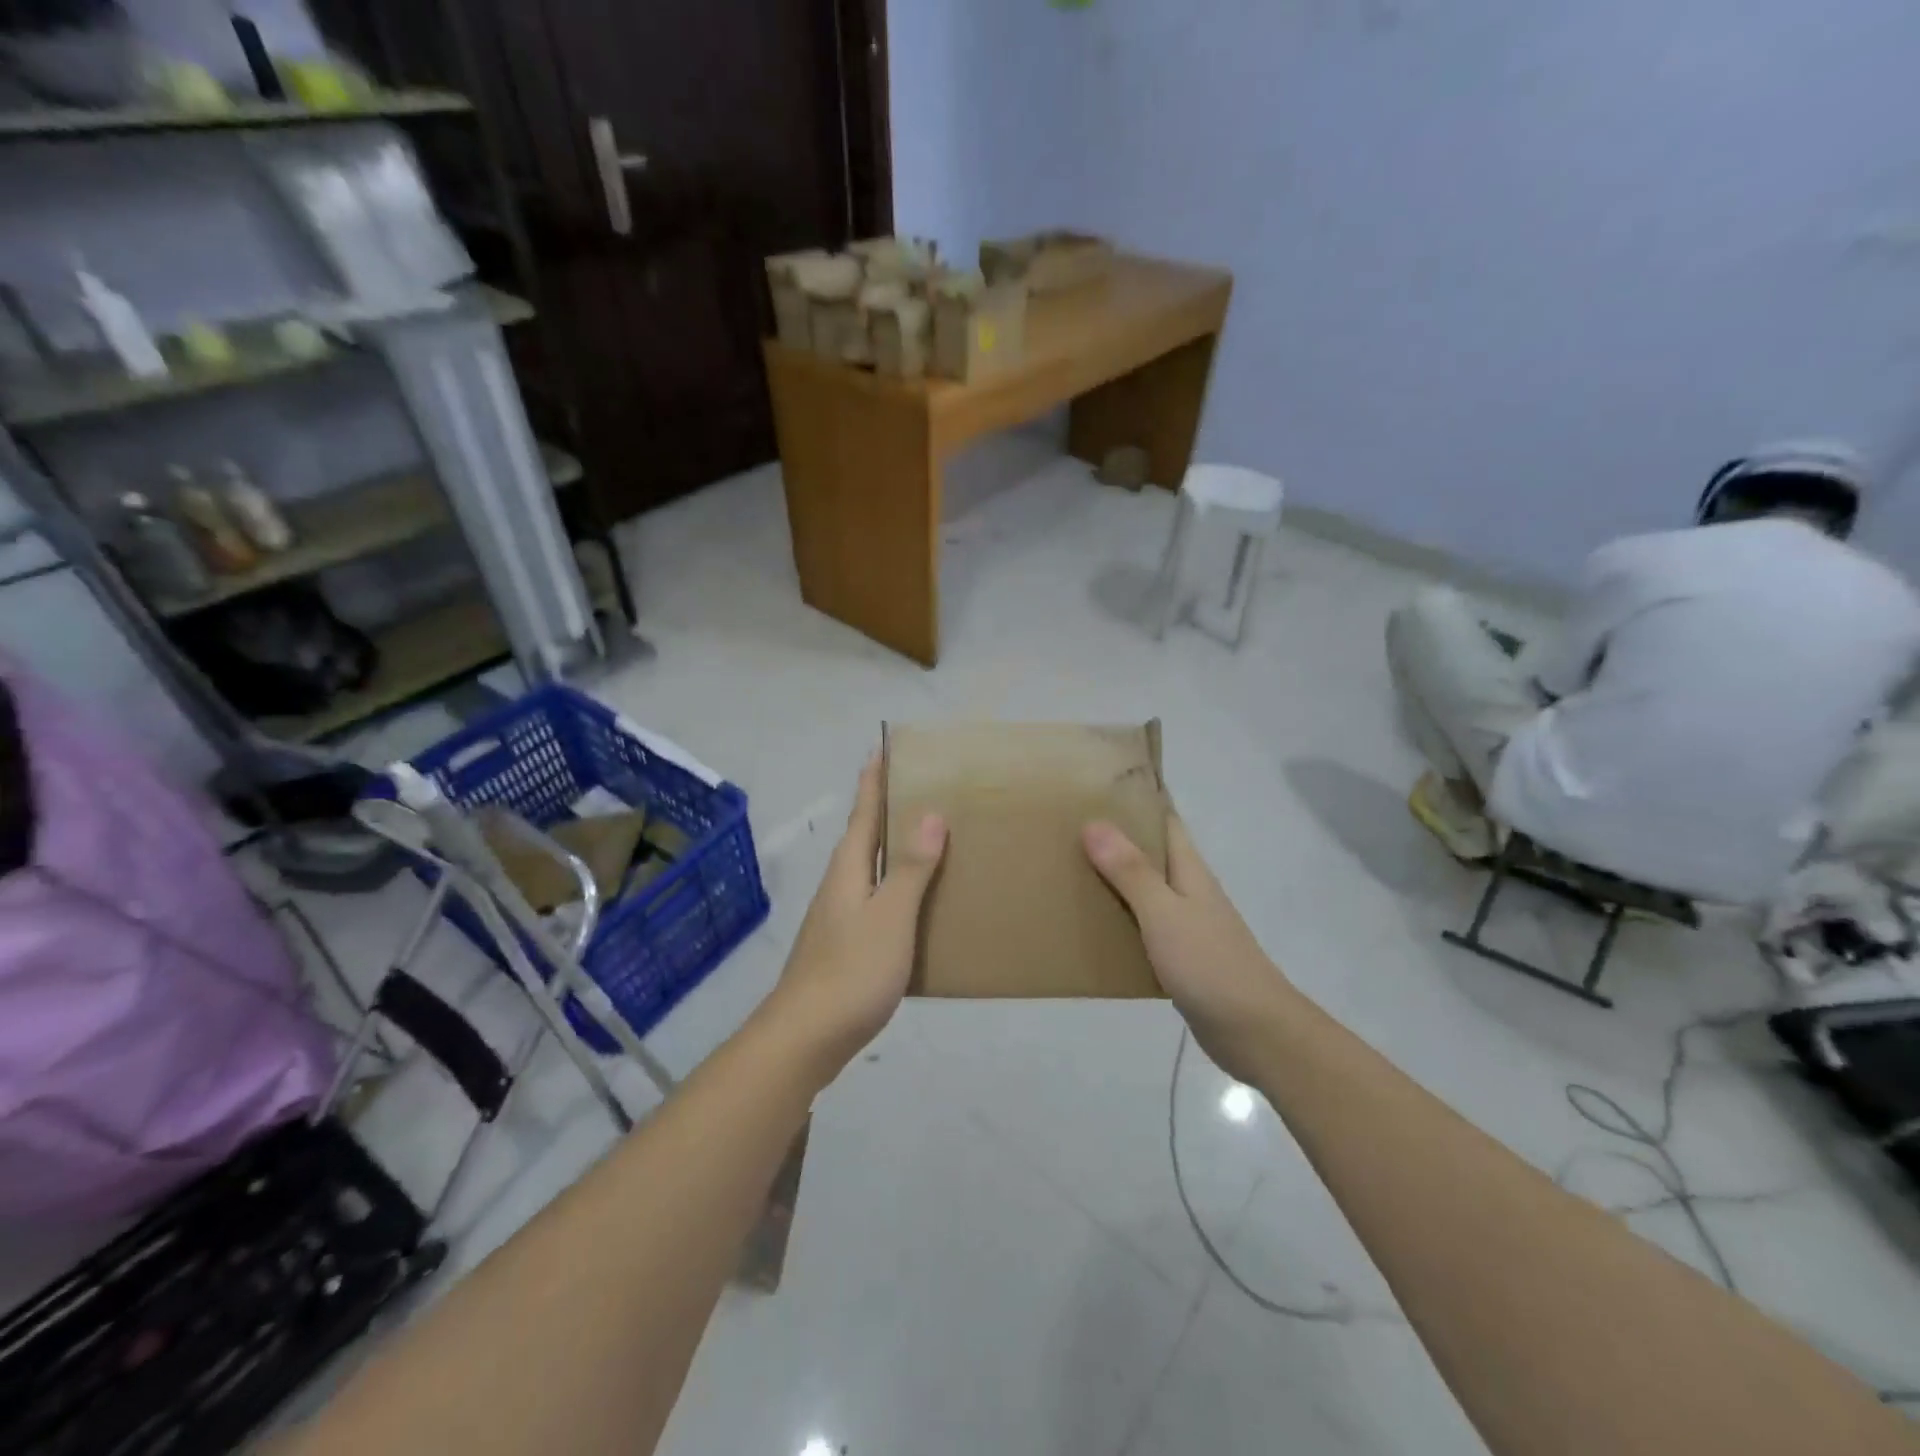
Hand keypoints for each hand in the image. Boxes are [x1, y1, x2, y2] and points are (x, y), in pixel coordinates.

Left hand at [764, 757, 946, 1082]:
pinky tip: (915, 903)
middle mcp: (839, 885)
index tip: (884, 747)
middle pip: (863, 836)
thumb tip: (929, 813)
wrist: (805, 1039)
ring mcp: (837, 917)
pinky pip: (874, 899)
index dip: (874, 779)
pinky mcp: (843, 946)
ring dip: (892, 848)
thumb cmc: (851, 971)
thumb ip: (909, 867)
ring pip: (868, 869)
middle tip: (920, 787)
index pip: (863, 811)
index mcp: (848, 869)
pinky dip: (895, 886)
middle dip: (885, 808)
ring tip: (927, 839)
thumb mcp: (890, 916)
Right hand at [1083, 814, 1294, 1082]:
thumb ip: (1131, 871)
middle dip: (1114, 837)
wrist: (1254, 1032)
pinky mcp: (1178, 956)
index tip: (1097, 784)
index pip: (1165, 819)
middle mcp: (1187, 890)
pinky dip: (1117, 917)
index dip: (1137, 799)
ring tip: (1067, 868)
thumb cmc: (1210, 964)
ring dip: (1112, 878)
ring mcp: (1185, 924)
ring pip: (1143, 889)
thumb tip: (1094, 822)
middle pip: (1149, 852)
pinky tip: (1089, 924)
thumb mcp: (1164, 913)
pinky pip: (1141, 925)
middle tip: (1065, 825)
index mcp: (1189, 870)